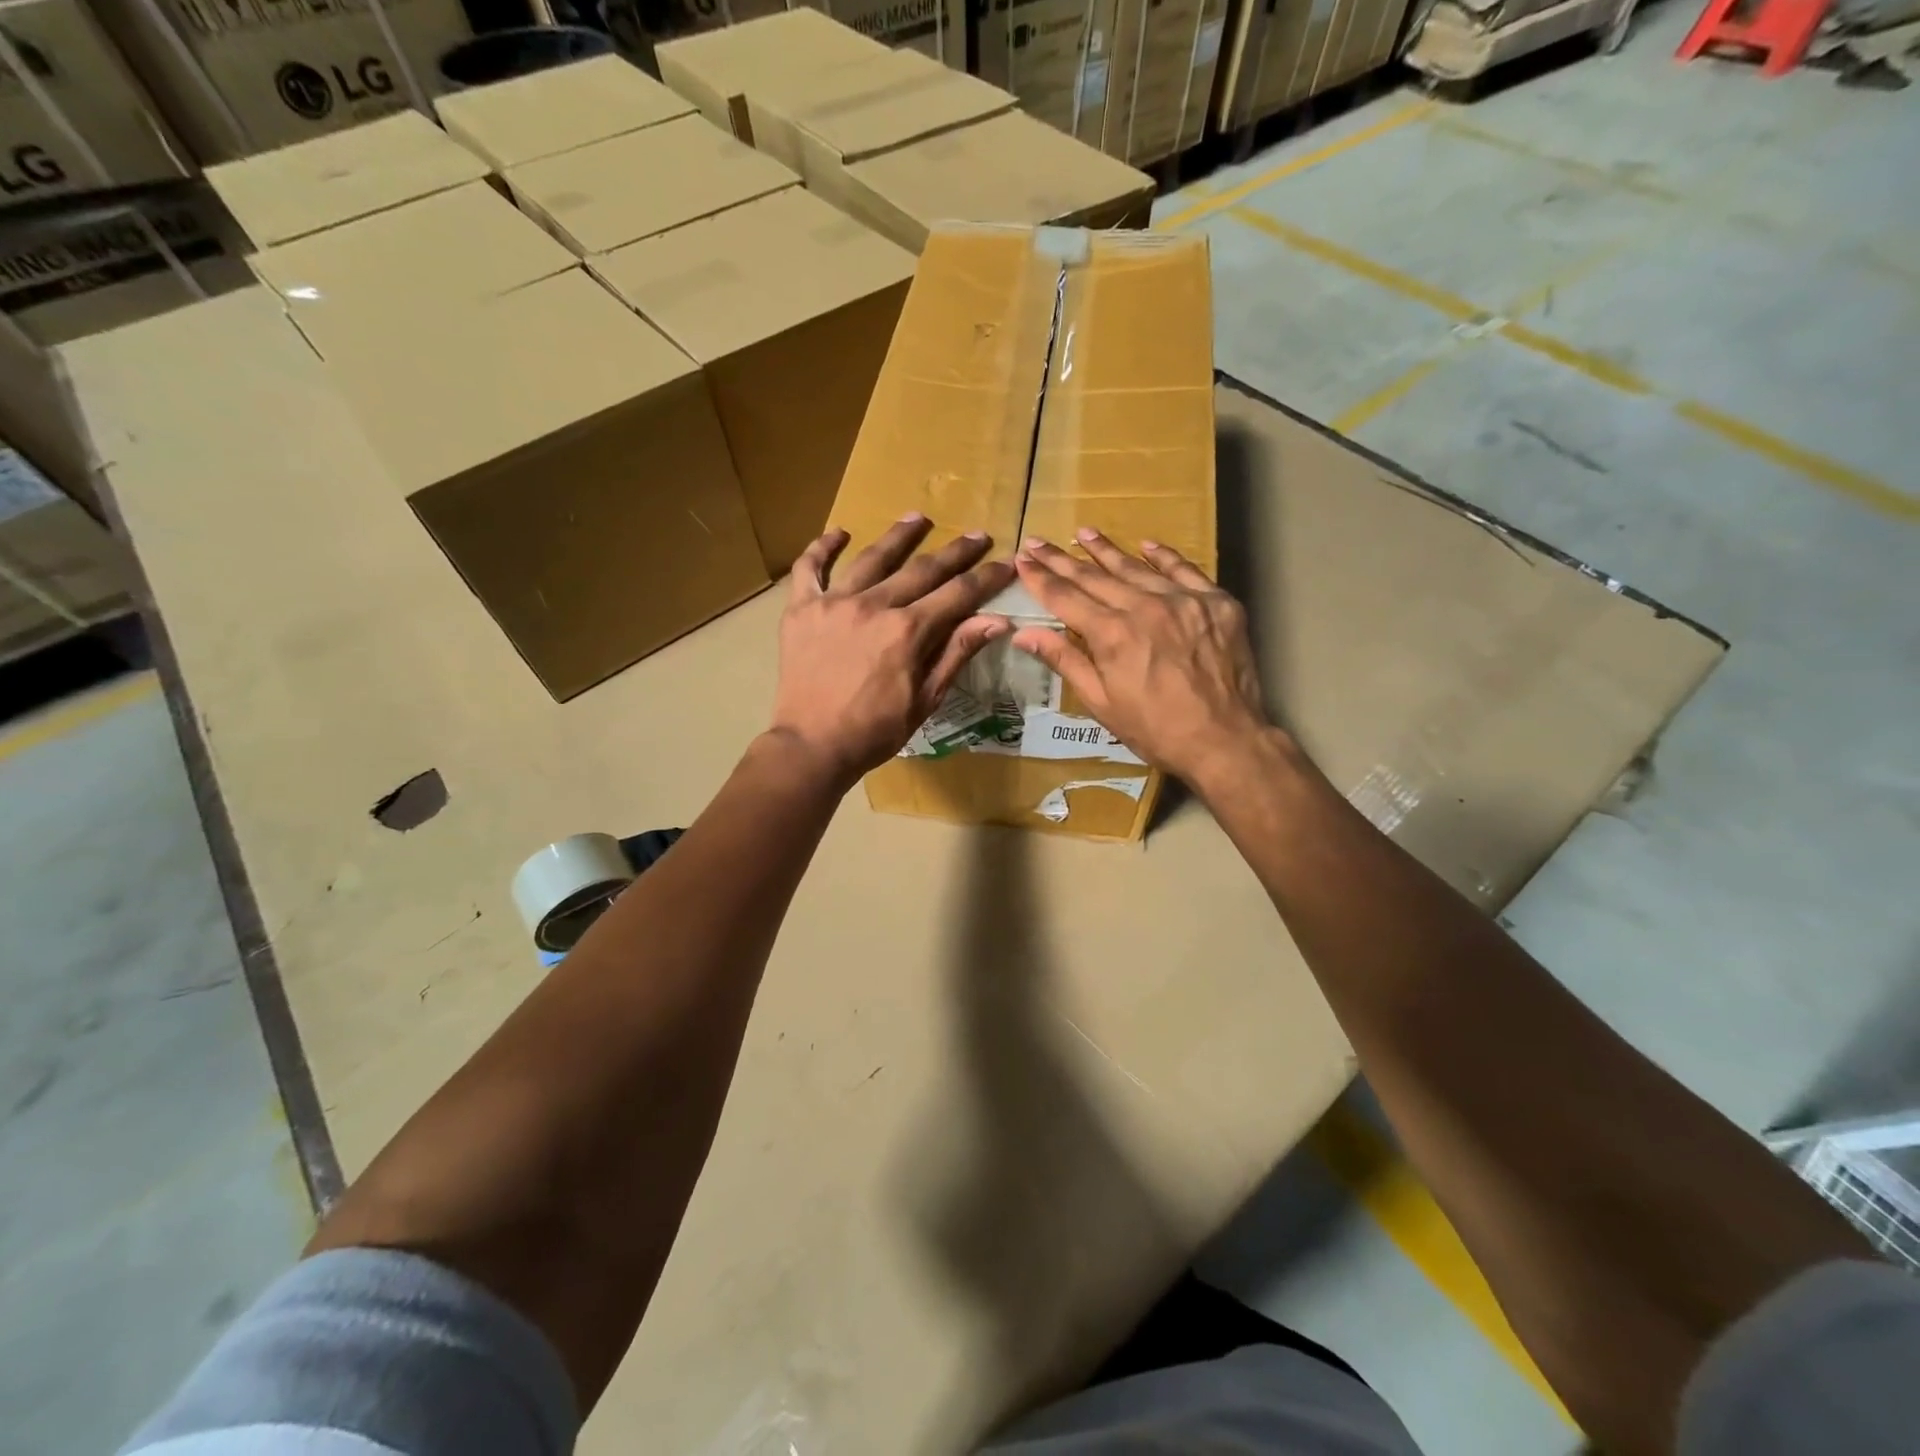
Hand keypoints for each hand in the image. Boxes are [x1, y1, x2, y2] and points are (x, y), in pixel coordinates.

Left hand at [770, 515, 1014, 787]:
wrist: (811, 746)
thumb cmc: (874, 731)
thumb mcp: (925, 699)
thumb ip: (957, 653)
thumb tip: (996, 621)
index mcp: (907, 631)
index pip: (958, 595)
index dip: (986, 578)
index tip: (1007, 563)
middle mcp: (873, 606)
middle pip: (922, 569)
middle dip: (955, 552)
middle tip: (977, 535)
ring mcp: (834, 602)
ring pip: (872, 558)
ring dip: (899, 536)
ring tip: (918, 517)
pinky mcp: (801, 609)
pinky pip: (809, 568)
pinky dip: (822, 548)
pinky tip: (839, 534)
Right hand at [1012, 530, 1274, 790]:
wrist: (1224, 740)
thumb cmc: (1154, 730)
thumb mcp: (1100, 702)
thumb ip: (1064, 660)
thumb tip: (1024, 634)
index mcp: (1111, 634)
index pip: (1065, 597)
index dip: (1041, 578)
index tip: (1022, 559)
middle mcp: (1144, 607)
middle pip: (1095, 577)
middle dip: (1062, 560)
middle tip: (1040, 541)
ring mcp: (1184, 600)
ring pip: (1137, 568)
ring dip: (1107, 551)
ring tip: (1084, 533)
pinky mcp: (1217, 603)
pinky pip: (1185, 571)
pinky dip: (1164, 557)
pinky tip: (1147, 545)